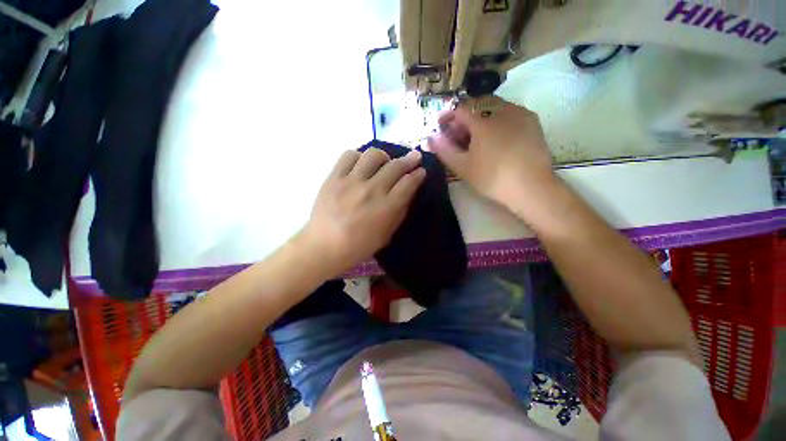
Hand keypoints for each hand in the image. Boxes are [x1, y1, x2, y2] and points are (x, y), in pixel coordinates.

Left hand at [299, 148, 425, 273]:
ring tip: (384, 162)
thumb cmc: (359, 246)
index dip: (418, 174)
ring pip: (373, 155)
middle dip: (409, 159)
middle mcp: (372, 190)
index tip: (421, 171)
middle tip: (414, 157)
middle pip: (395, 166)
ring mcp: (351, 182)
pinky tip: (361, 164)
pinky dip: (358, 157)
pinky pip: (348, 156)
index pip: (408, 183)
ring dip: (384, 156)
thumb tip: (407, 192)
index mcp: (387, 207)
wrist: (324, 246)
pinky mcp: (334, 178)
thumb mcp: (387, 234)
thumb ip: (399, 212)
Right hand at [428, 96, 556, 210]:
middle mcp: (502, 110)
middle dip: (464, 117)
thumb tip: (429, 137)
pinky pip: (510, 112)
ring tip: (477, 136)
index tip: (442, 126)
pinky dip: (497, 119)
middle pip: (477, 105)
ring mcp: (520, 113)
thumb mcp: (462, 167)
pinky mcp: (532, 121)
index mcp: (483, 121)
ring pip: (494, 106)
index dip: (448, 116)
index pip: (460, 109)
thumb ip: (444, 150)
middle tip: (459, 134)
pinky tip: (497, 137)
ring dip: (480, 117)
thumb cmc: (492, 178)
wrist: (531, 187)